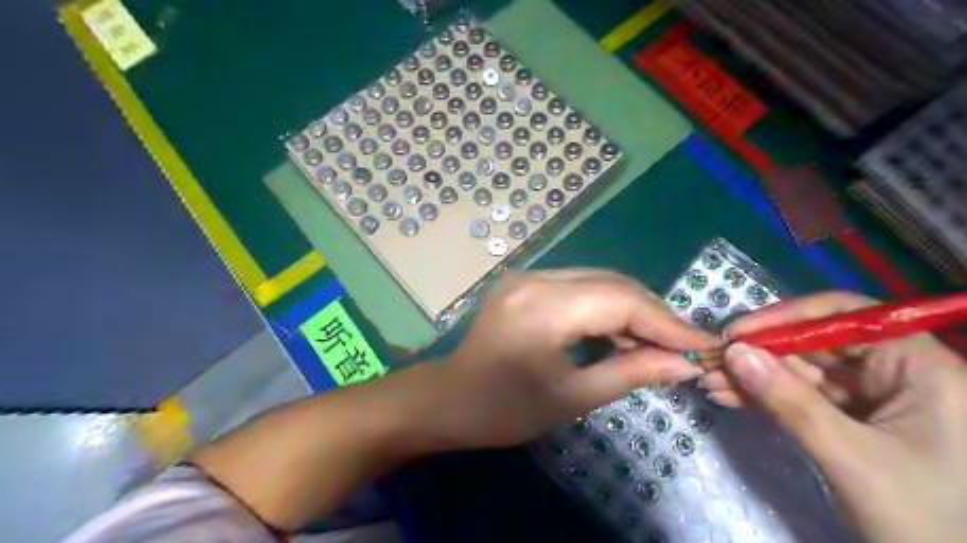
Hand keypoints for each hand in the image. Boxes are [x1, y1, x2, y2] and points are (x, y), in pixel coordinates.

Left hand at [428, 268, 715, 450]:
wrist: (449, 398)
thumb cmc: (504, 409)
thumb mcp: (571, 398)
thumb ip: (630, 373)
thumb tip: (684, 364)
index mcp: (543, 308)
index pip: (621, 300)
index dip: (667, 322)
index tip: (703, 345)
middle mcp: (536, 278)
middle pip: (611, 283)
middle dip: (652, 313)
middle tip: (683, 345)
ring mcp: (527, 275)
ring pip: (597, 280)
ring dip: (630, 308)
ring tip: (657, 341)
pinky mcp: (524, 282)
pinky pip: (578, 286)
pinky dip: (604, 306)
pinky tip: (619, 330)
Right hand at [704, 295, 966, 542]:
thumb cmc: (925, 518)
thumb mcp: (850, 455)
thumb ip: (789, 400)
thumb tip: (735, 352)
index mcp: (918, 367)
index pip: (843, 315)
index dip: (785, 317)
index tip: (737, 333)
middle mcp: (896, 372)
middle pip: (814, 344)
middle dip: (759, 354)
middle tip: (711, 363)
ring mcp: (873, 397)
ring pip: (801, 371)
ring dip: (754, 377)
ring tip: (710, 383)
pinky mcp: (853, 420)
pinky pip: (802, 397)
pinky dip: (765, 398)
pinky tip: (730, 398)